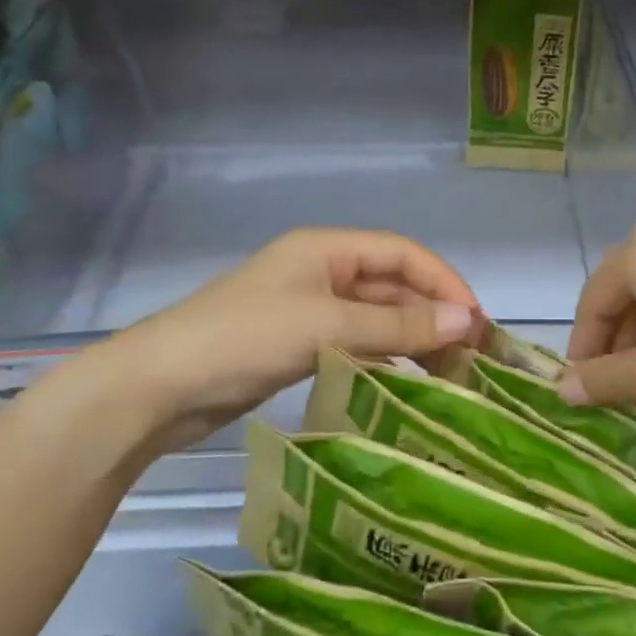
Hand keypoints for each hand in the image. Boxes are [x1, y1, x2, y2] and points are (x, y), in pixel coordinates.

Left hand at [69, 228, 477, 452]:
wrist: (158, 387)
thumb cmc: (244, 339)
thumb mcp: (327, 326)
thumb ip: (399, 326)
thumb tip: (468, 321)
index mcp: (326, 248)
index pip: (403, 254)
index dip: (444, 282)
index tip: (477, 323)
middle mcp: (321, 271)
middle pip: (392, 286)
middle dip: (432, 314)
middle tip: (470, 356)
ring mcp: (308, 309)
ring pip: (375, 317)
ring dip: (411, 338)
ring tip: (449, 373)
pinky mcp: (296, 344)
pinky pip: (354, 343)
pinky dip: (382, 357)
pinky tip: (405, 381)